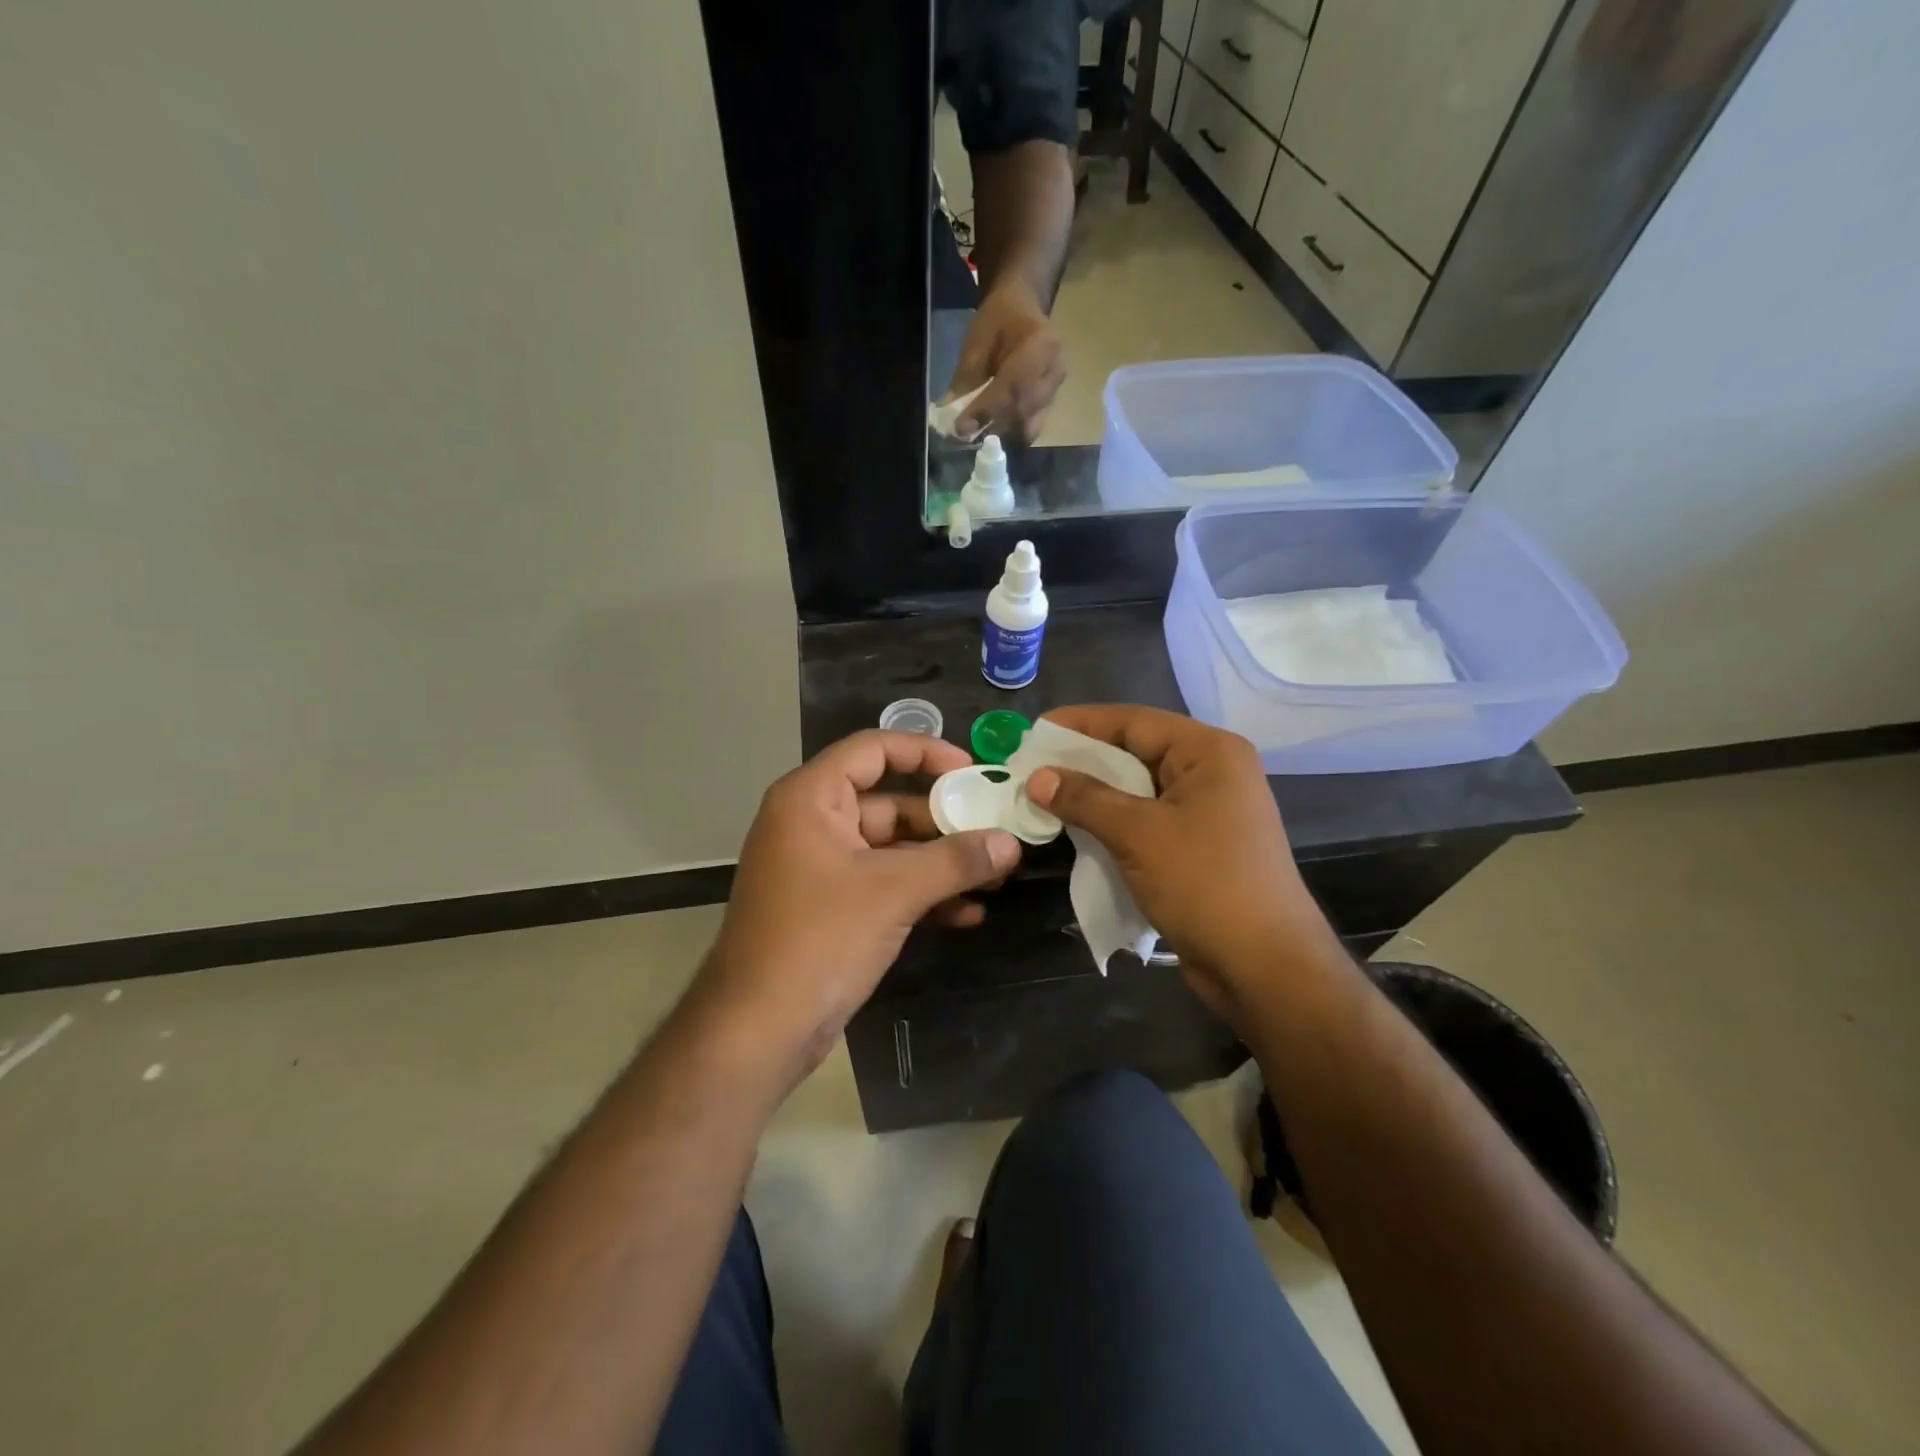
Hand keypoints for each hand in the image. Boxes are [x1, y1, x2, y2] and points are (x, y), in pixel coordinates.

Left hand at [696, 731, 1021, 1086]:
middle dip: (946, 822)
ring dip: (941, 863)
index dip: (926, 752)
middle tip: (999, 834)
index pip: (873, 749)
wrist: (756, 1031)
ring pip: (892, 849)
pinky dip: (921, 894)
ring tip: (996, 877)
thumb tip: (1011, 842)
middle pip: (890, 802)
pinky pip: (883, 885)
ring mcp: (821, 869)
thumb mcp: (893, 893)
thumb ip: (955, 861)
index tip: (973, 771)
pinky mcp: (831, 908)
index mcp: (811, 798)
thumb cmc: (818, 940)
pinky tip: (968, 913)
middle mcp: (813, 823)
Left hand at [944, 282, 1065, 444]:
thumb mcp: (978, 339)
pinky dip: (1009, 434)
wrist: (1025, 308)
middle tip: (965, 436)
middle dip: (993, 427)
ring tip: (976, 436)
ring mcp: (1056, 391)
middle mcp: (1054, 371)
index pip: (1014, 386)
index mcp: (1041, 345)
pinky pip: (1030, 427)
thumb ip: (966, 376)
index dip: (987, 409)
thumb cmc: (1000, 319)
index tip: (962, 427)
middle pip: (1024, 411)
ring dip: (1001, 435)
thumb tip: (949, 410)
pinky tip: (989, 432)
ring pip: (1029, 425)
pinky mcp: (1050, 405)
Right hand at [1023, 706, 1344, 1023]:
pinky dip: (1113, 822)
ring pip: (1139, 789)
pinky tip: (1077, 830)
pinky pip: (1147, 820)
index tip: (1034, 730)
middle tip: (1031, 767)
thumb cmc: (1205, 884)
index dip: (1081, 723)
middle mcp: (1212, 772)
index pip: (1134, 721)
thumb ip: (1085, 798)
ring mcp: (1208, 811)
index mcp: (1209, 752)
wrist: (1264, 967)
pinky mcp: (1199, 846)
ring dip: (1094, 794)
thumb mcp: (1138, 834)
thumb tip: (1037, 777)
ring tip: (1044, 797)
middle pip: (1136, 752)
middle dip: (1083, 761)